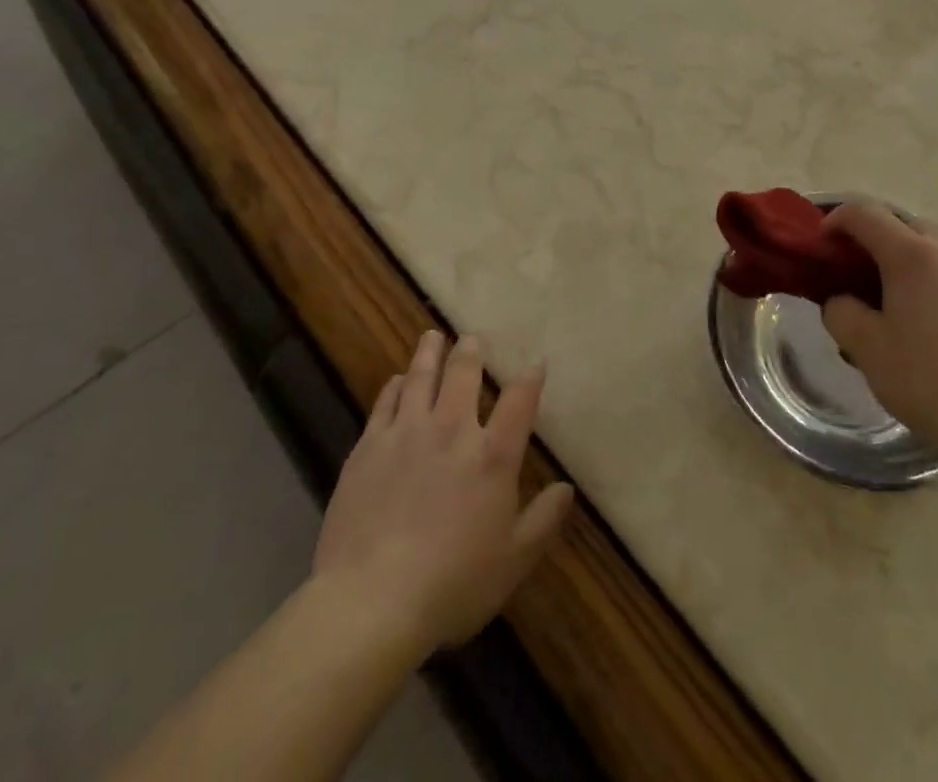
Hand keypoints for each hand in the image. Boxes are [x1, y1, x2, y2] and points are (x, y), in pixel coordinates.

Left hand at [312, 331, 572, 653]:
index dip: (530, 378)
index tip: (535, 362)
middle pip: (464, 375)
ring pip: (420, 378)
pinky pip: (384, 402)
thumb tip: (569, 488)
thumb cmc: (453, 584)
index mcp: (492, 455)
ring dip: (429, 354)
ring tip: (433, 337)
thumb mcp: (513, 560)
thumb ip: (544, 520)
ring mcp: (406, 433)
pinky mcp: (369, 447)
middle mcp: (452, 430)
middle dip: (471, 352)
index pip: (519, 401)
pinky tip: (396, 380)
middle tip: (472, 338)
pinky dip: (394, 386)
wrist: (372, 599)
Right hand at [820, 204, 937, 464]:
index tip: (821, 245)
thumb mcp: (864, 347)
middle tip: (855, 269)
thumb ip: (840, 311)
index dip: (836, 220)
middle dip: (875, 236)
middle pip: (904, 223)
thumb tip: (842, 301)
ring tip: (897, 294)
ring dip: (910, 255)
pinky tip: (936, 319)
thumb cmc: (927, 379)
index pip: (865, 213)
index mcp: (912, 254)